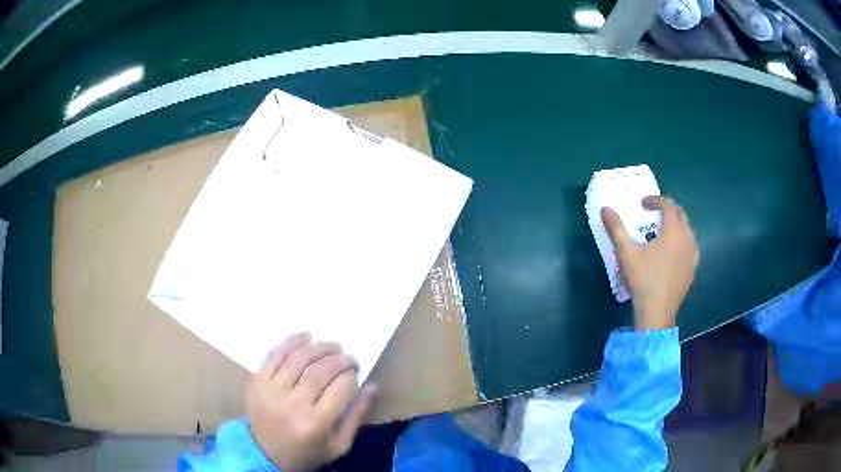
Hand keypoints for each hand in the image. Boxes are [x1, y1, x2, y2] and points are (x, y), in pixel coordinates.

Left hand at [245, 333, 376, 470]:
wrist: (263, 455)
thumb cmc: (306, 453)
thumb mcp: (339, 445)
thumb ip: (356, 416)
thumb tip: (372, 386)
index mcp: (316, 423)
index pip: (340, 388)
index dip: (351, 374)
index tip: (356, 369)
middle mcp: (293, 404)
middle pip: (320, 371)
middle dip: (339, 359)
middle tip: (348, 356)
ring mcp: (271, 391)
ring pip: (298, 358)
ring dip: (319, 347)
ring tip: (332, 345)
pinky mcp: (256, 382)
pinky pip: (274, 355)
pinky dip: (291, 341)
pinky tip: (305, 336)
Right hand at [601, 196, 698, 330]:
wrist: (657, 311)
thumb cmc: (642, 279)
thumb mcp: (626, 253)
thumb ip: (616, 228)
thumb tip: (605, 208)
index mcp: (673, 231)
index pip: (668, 205)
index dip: (655, 200)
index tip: (642, 204)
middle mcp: (687, 239)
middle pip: (681, 215)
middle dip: (667, 210)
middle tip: (653, 215)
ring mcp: (692, 255)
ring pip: (688, 231)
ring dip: (676, 226)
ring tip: (662, 233)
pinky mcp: (692, 269)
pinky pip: (691, 247)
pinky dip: (682, 242)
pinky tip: (673, 252)